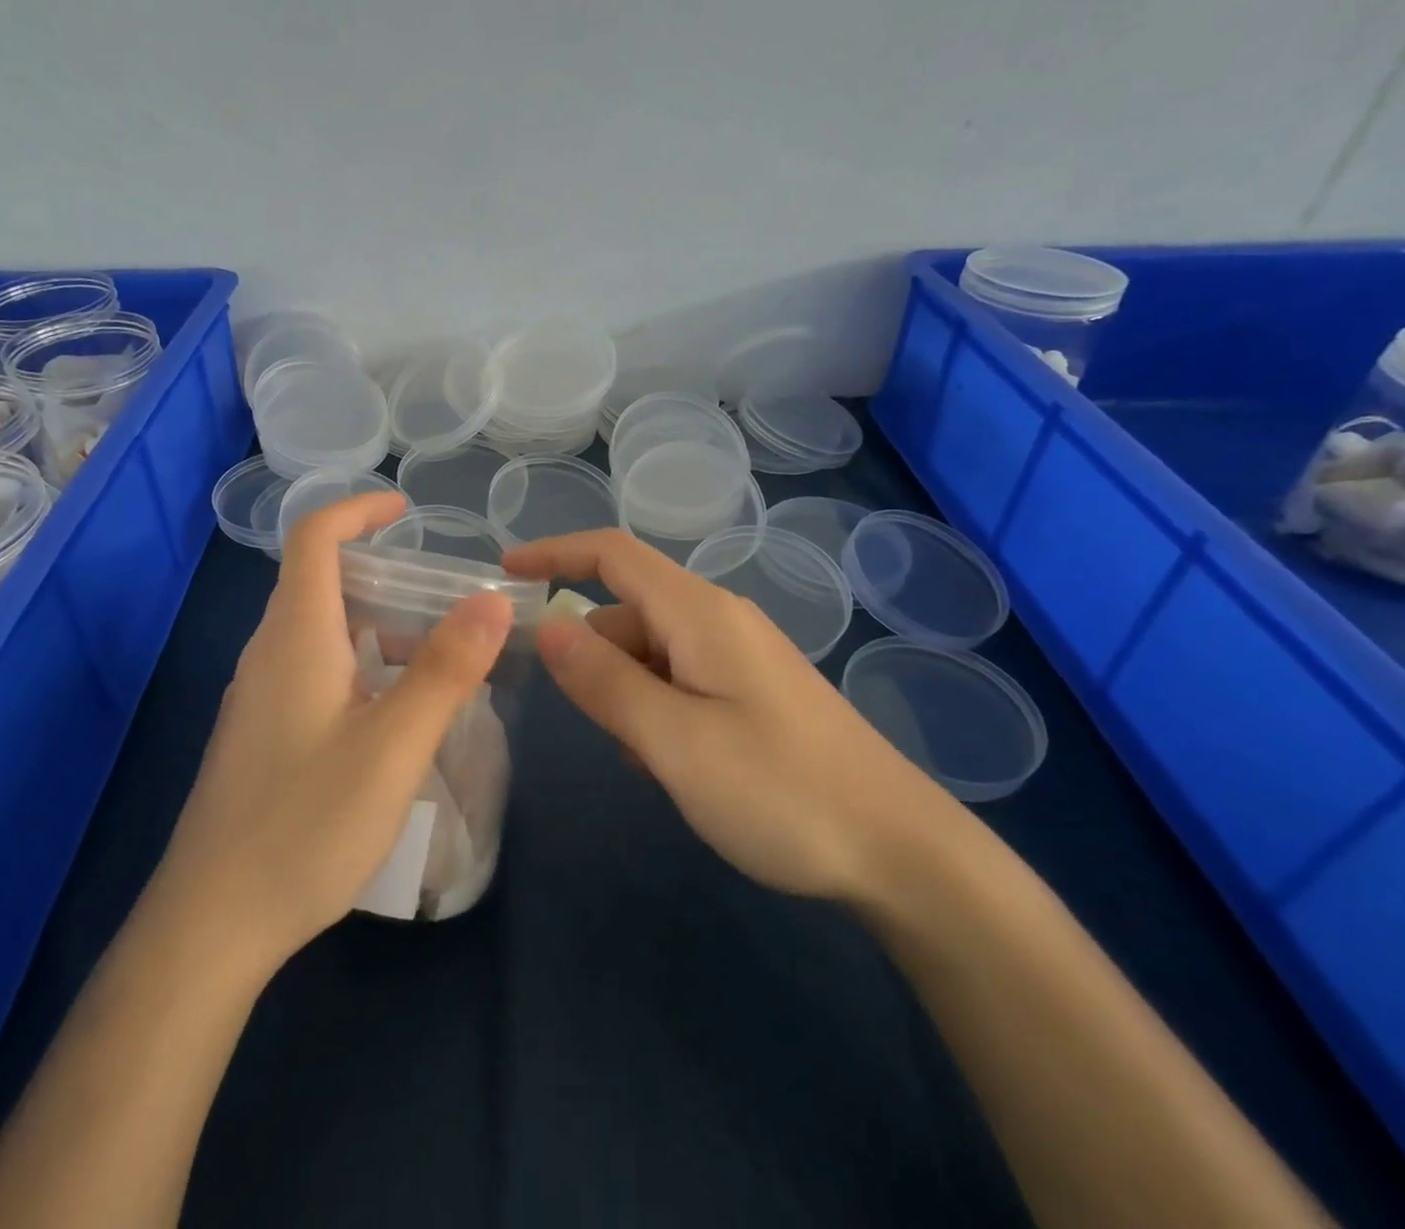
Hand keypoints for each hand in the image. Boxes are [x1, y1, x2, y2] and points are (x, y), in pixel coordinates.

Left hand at [149, 491, 511, 974]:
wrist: (212, 923)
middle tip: (445, 598)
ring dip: (376, 623)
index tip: (406, 511)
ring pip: (320, 629)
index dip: (358, 510)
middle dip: (384, 572)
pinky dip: (359, 662)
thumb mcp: (393, 746)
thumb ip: (445, 670)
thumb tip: (490, 601)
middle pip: (319, 580)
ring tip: (435, 653)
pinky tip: (394, 711)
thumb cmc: (305, 825)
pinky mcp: (261, 732)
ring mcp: (259, 695)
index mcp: (295, 636)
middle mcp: (269, 653)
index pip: (313, 537)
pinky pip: (312, 669)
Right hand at [505, 529, 952, 903]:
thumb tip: (547, 628)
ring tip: (639, 759)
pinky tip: (670, 765)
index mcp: (700, 613)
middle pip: (627, 612)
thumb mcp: (675, 741)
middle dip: (590, 654)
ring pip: (651, 653)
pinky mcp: (753, 693)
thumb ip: (604, 682)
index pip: (613, 555)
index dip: (555, 553)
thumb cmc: (781, 791)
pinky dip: (655, 710)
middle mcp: (719, 621)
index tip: (503, 573)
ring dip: (625, 693)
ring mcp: (740, 658)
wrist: (901, 853)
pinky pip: (680, 681)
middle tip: (575, 718)